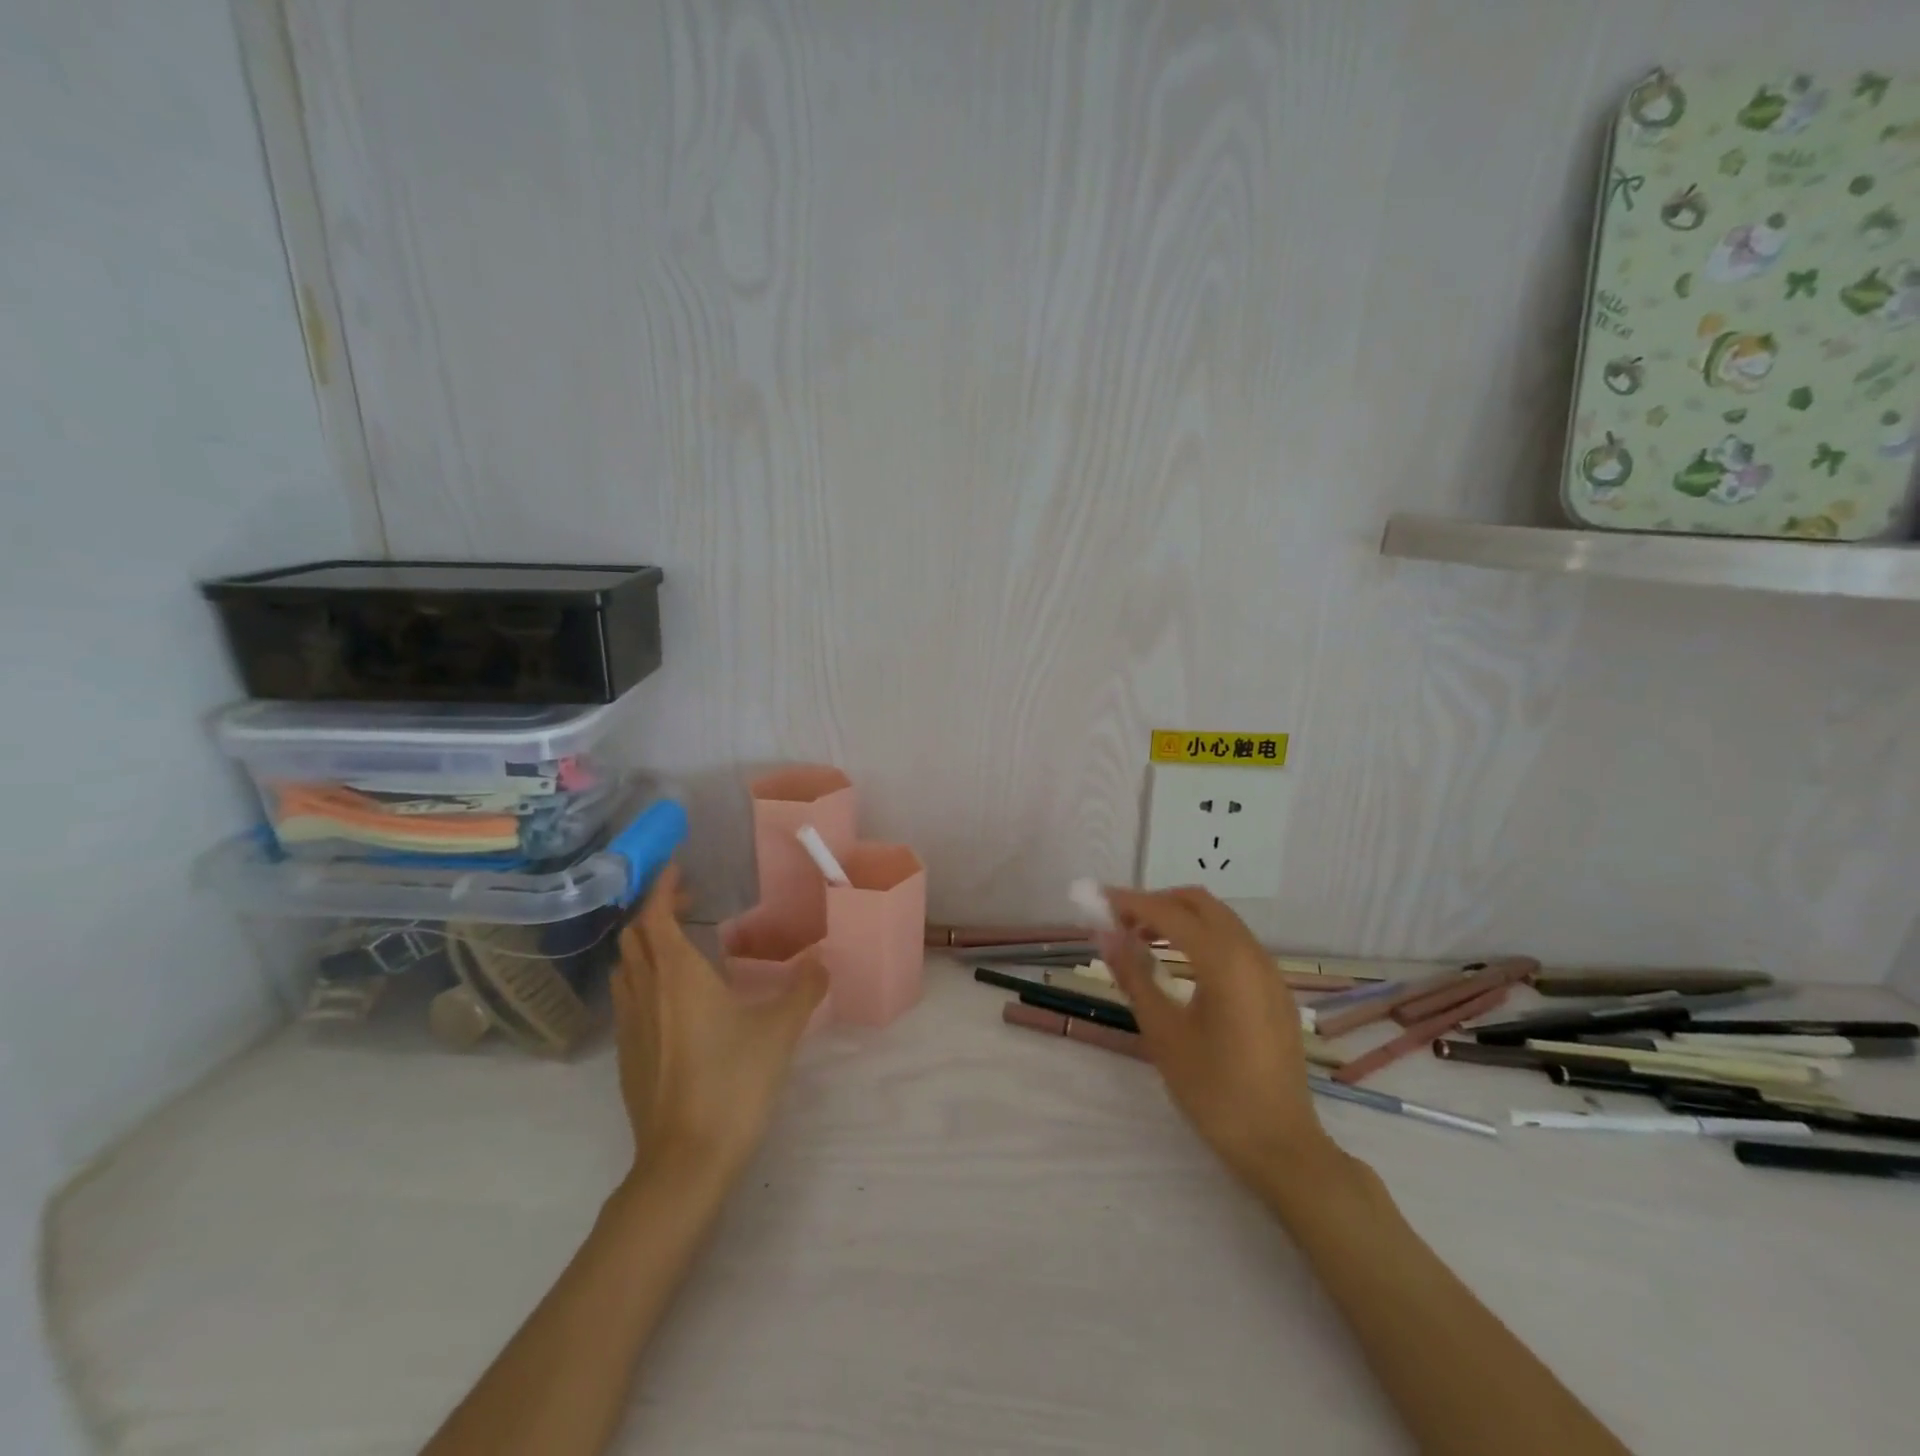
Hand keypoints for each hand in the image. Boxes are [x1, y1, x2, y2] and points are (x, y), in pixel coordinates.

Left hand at [612, 864, 827, 1188]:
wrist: (685, 1160)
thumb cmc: (733, 1082)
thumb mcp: (779, 1031)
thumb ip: (803, 989)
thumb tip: (823, 961)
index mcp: (677, 975)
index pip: (655, 914)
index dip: (662, 885)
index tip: (678, 866)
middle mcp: (646, 991)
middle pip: (634, 936)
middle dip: (655, 909)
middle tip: (688, 901)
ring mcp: (631, 1025)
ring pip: (627, 967)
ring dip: (646, 943)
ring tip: (680, 941)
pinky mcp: (628, 1055)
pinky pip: (628, 997)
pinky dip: (644, 976)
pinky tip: (674, 996)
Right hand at [1101, 886, 1338, 1201]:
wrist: (1280, 1145)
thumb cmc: (1214, 1091)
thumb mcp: (1163, 1033)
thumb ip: (1134, 976)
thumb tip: (1105, 935)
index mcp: (1224, 961)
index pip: (1168, 913)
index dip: (1130, 902)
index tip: (1097, 899)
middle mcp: (1251, 953)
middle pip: (1199, 903)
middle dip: (1157, 903)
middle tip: (1121, 923)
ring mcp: (1269, 971)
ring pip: (1219, 920)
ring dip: (1180, 918)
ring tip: (1143, 941)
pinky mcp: (1275, 989)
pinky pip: (1235, 942)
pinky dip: (1202, 936)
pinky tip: (1181, 964)